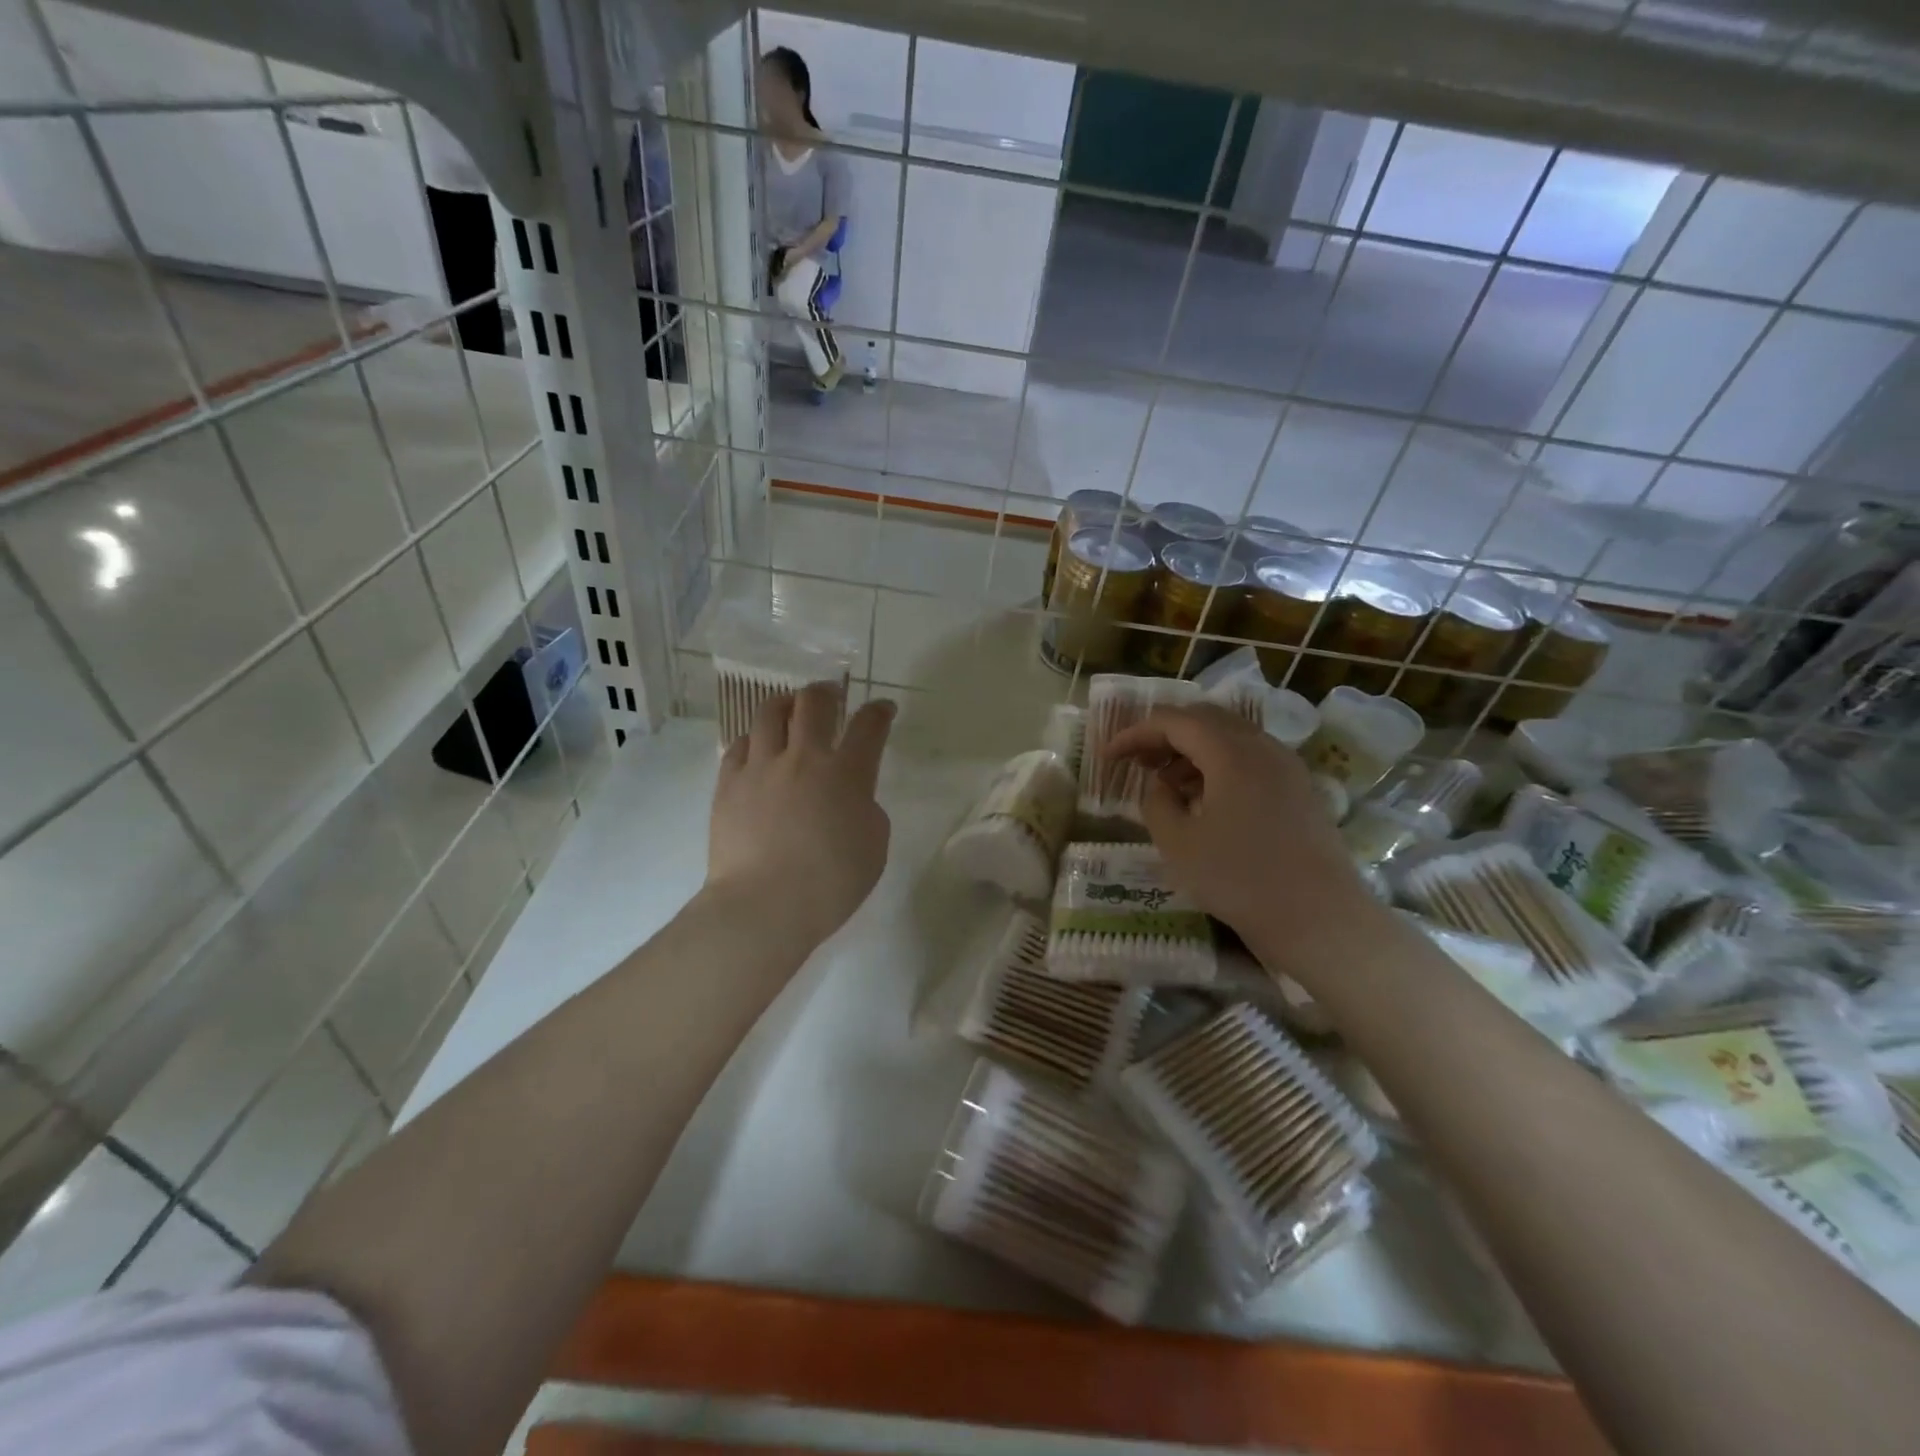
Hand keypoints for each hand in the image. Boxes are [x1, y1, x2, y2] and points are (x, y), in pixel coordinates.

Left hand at [707, 682, 894, 946]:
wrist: (764, 906)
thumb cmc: (830, 883)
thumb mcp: (874, 845)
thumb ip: (867, 809)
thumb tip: (850, 796)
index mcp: (847, 774)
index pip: (868, 726)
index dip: (879, 711)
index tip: (883, 708)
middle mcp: (804, 758)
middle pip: (814, 703)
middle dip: (827, 692)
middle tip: (831, 697)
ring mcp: (761, 767)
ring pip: (769, 712)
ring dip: (786, 703)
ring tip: (790, 708)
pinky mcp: (728, 783)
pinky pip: (739, 744)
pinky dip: (753, 739)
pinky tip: (757, 747)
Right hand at [1103, 703, 1374, 950]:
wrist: (1320, 919)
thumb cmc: (1240, 880)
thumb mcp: (1178, 843)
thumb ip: (1157, 802)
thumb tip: (1161, 785)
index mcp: (1231, 752)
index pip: (1174, 721)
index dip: (1135, 733)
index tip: (1108, 756)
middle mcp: (1263, 746)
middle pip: (1205, 718)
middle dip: (1165, 734)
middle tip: (1137, 761)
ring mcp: (1287, 766)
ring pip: (1230, 737)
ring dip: (1192, 750)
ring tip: (1167, 783)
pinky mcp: (1300, 789)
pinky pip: (1251, 758)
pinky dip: (1219, 765)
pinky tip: (1205, 799)